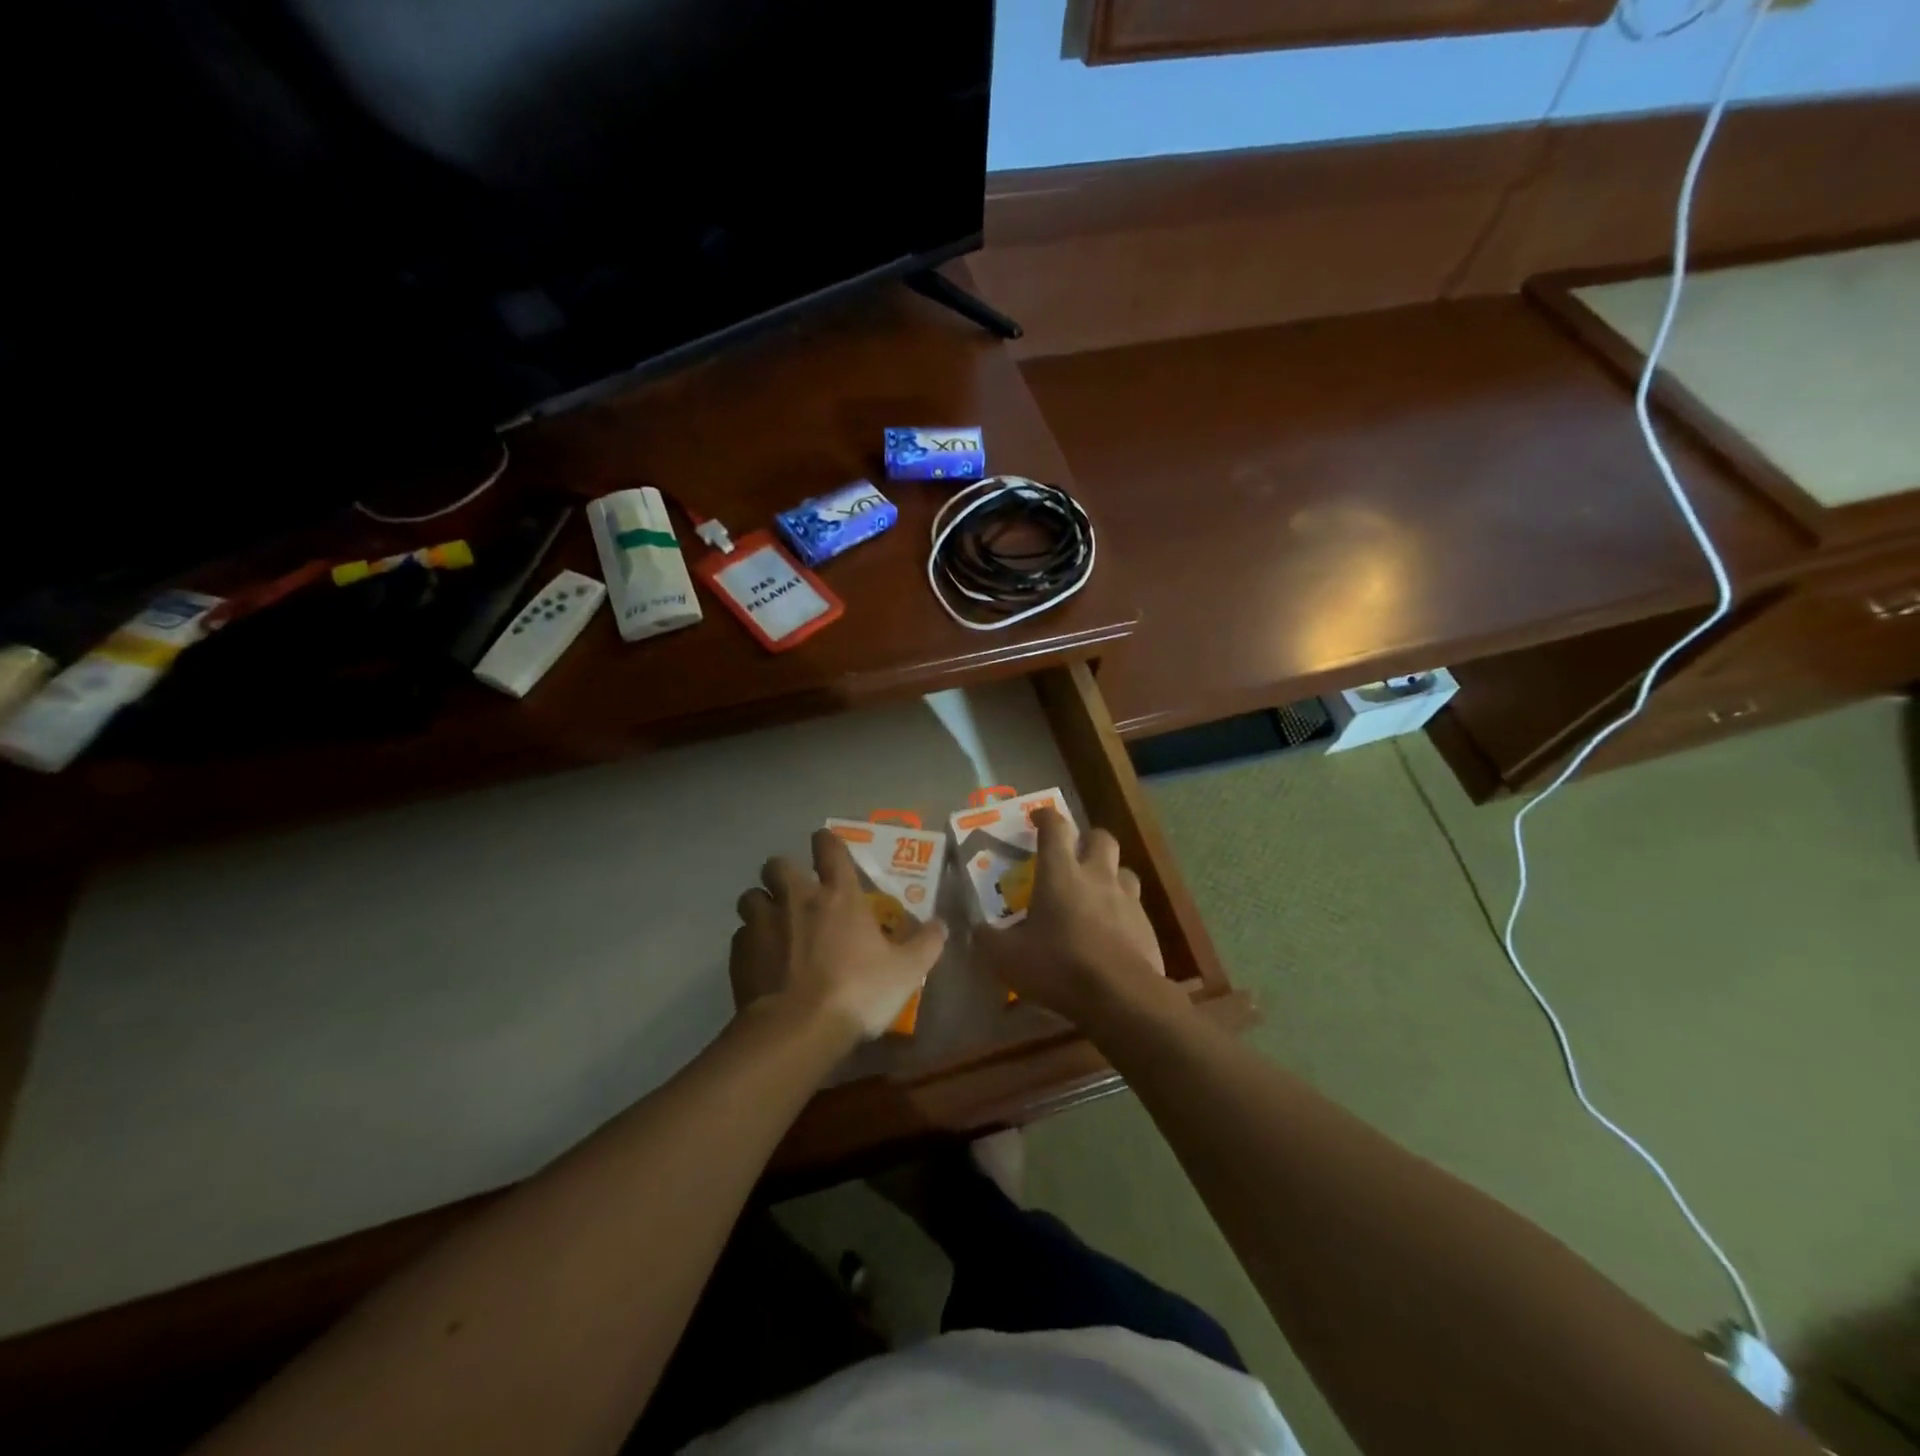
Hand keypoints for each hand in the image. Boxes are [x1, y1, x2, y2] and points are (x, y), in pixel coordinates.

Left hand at [731, 829, 947, 1044]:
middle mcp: (796, 898)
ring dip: (761, 905)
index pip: (829, 849)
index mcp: (838, 895)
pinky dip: (750, 942)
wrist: (796, 1029)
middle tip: (796, 893)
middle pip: (777, 865)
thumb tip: (941, 925)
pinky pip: (740, 935)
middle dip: (783, 873)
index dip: (826, 842)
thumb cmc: (857, 992)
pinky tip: (762, 962)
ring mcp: (763, 923)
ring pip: (750, 896)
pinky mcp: (739, 953)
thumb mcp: (906, 972)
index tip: (824, 845)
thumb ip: (926, 944)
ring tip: (773, 925)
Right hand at [973, 808, 1182, 1033]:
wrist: (1121, 997)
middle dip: (1086, 838)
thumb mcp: (1007, 958)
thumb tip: (976, 930)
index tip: (1038, 817)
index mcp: (1061, 873)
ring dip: (1109, 874)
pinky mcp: (1146, 926)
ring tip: (1095, 893)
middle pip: (1100, 837)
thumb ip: (987, 939)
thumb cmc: (1058, 967)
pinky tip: (1112, 932)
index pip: (1055, 827)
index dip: (1046, 816)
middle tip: (1073, 853)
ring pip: (1123, 870)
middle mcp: (1097, 876)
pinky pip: (1135, 907)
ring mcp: (1127, 899)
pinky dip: (1122, 911)